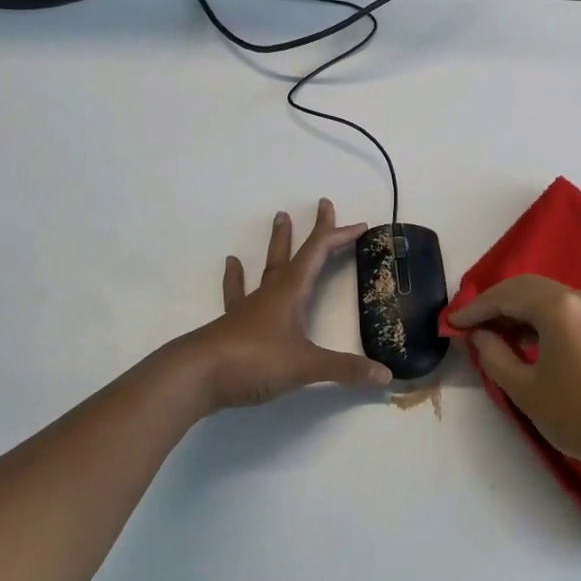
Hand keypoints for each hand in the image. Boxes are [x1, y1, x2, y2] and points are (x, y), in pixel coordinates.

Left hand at [172, 199, 393, 414]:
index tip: (360, 225)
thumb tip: (386, 375)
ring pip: (268, 268)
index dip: (340, 237)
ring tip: (279, 219)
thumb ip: (345, 369)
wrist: (194, 377)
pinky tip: (231, 264)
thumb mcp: (305, 366)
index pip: (319, 254)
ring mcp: (249, 307)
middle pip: (295, 253)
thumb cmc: (253, 361)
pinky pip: (237, 294)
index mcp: (291, 293)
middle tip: (321, 203)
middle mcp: (271, 293)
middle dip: (313, 230)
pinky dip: (237, 279)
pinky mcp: (232, 325)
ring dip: (277, 244)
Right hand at [448, 274, 580, 479]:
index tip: (451, 323)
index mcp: (558, 306)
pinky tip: (522, 340)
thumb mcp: (524, 388)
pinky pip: (561, 309)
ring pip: (544, 297)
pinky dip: (537, 318)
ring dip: (516, 311)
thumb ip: (494, 355)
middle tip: (468, 326)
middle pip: (525, 288)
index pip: (506, 296)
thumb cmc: (576, 415)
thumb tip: (480, 335)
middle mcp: (578, 297)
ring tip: (490, 335)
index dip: (475, 309)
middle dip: (494, 304)